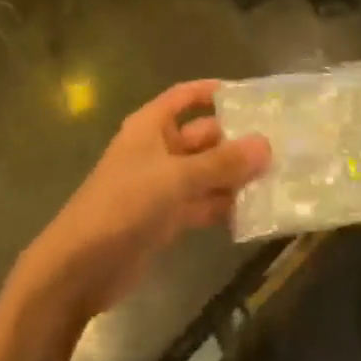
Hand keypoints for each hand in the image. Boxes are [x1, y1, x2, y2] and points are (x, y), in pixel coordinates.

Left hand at [14, 80, 269, 321]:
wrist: (79, 268)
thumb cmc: (123, 206)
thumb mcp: (175, 179)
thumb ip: (221, 164)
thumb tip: (266, 145)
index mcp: (150, 126)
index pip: (185, 97)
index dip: (213, 92)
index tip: (251, 97)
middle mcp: (157, 150)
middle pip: (202, 136)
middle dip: (236, 141)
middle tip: (281, 145)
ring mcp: (161, 185)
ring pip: (205, 172)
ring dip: (233, 176)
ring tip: (278, 177)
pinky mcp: (165, 218)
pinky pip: (201, 203)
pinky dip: (222, 205)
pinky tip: (254, 211)